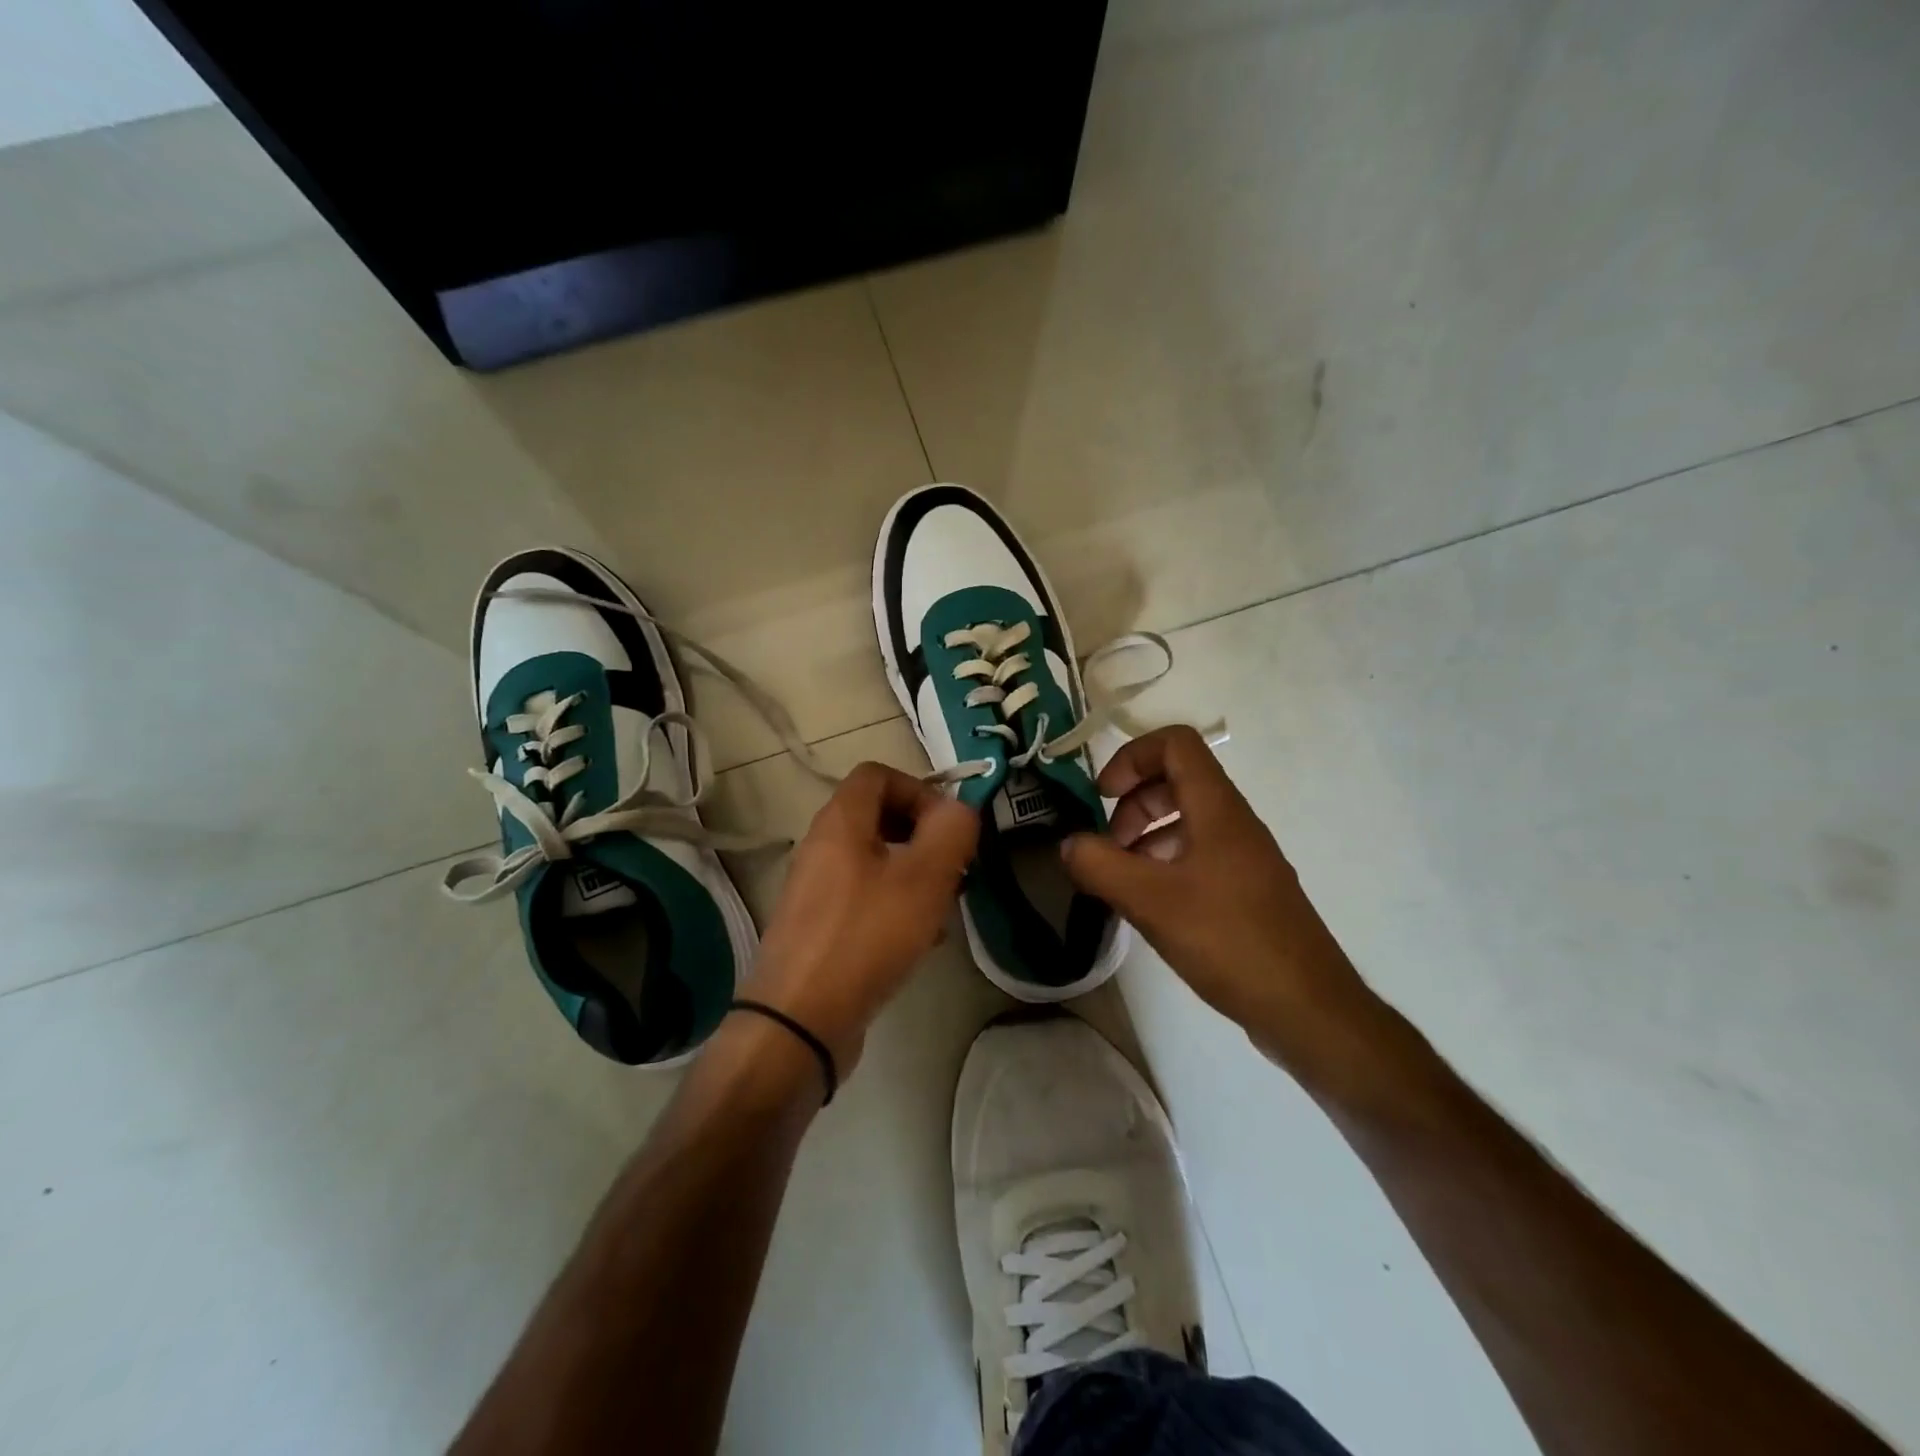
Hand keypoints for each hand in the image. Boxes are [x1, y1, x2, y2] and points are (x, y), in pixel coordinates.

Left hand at [738, 762, 978, 1079]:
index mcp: (840, 822)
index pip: (878, 774)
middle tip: (953, 869)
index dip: (919, 790)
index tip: (948, 829)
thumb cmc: (865, 937)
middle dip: (924, 838)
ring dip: (914, 876)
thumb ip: (951, 831)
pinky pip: (864, 900)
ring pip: (875, 862)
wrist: (799, 1021)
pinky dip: (895, 907)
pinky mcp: (819, 928)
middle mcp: (821, 848)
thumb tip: (959, 810)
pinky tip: (919, 943)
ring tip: (942, 909)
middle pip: (878, 818)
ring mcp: (816, 890)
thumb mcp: (924, 878)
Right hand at [1061, 726, 1382, 1076]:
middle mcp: (1235, 822)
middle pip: (1177, 780)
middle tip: (1107, 845)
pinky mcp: (1247, 890)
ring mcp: (1245, 857)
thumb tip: (1068, 843)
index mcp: (1217, 809)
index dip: (1131, 756)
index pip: (1175, 743)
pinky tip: (1149, 904)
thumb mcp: (1150, 901)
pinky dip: (1165, 863)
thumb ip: (1099, 865)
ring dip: (1146, 835)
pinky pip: (1199, 854)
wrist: (1307, 1007)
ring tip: (1120, 877)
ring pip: (1187, 820)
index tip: (1102, 796)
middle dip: (1132, 802)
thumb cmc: (1229, 940)